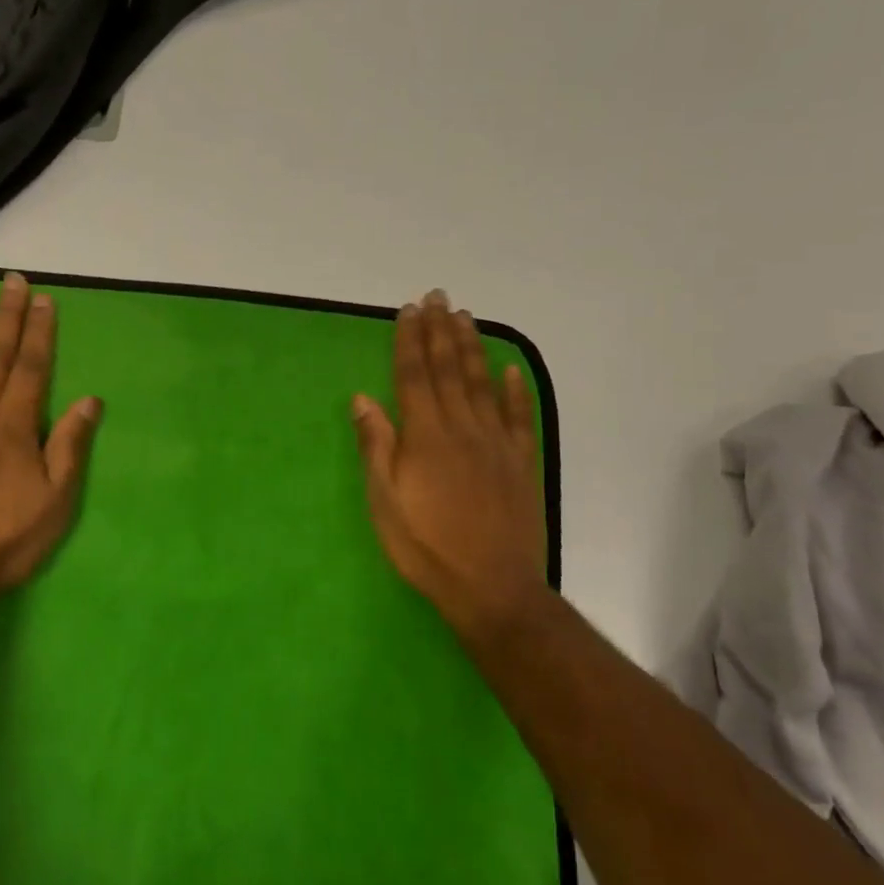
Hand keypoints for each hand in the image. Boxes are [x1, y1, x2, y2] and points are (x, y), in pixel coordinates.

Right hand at [353, 289, 547, 639]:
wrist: (492, 588)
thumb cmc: (427, 547)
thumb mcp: (384, 502)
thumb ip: (376, 446)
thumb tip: (362, 398)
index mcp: (426, 435)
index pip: (414, 376)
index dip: (409, 341)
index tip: (408, 310)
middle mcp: (462, 427)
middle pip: (449, 369)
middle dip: (440, 331)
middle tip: (437, 297)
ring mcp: (496, 443)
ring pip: (483, 383)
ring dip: (473, 347)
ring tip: (465, 318)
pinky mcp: (521, 462)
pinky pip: (519, 417)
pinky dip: (516, 391)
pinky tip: (512, 369)